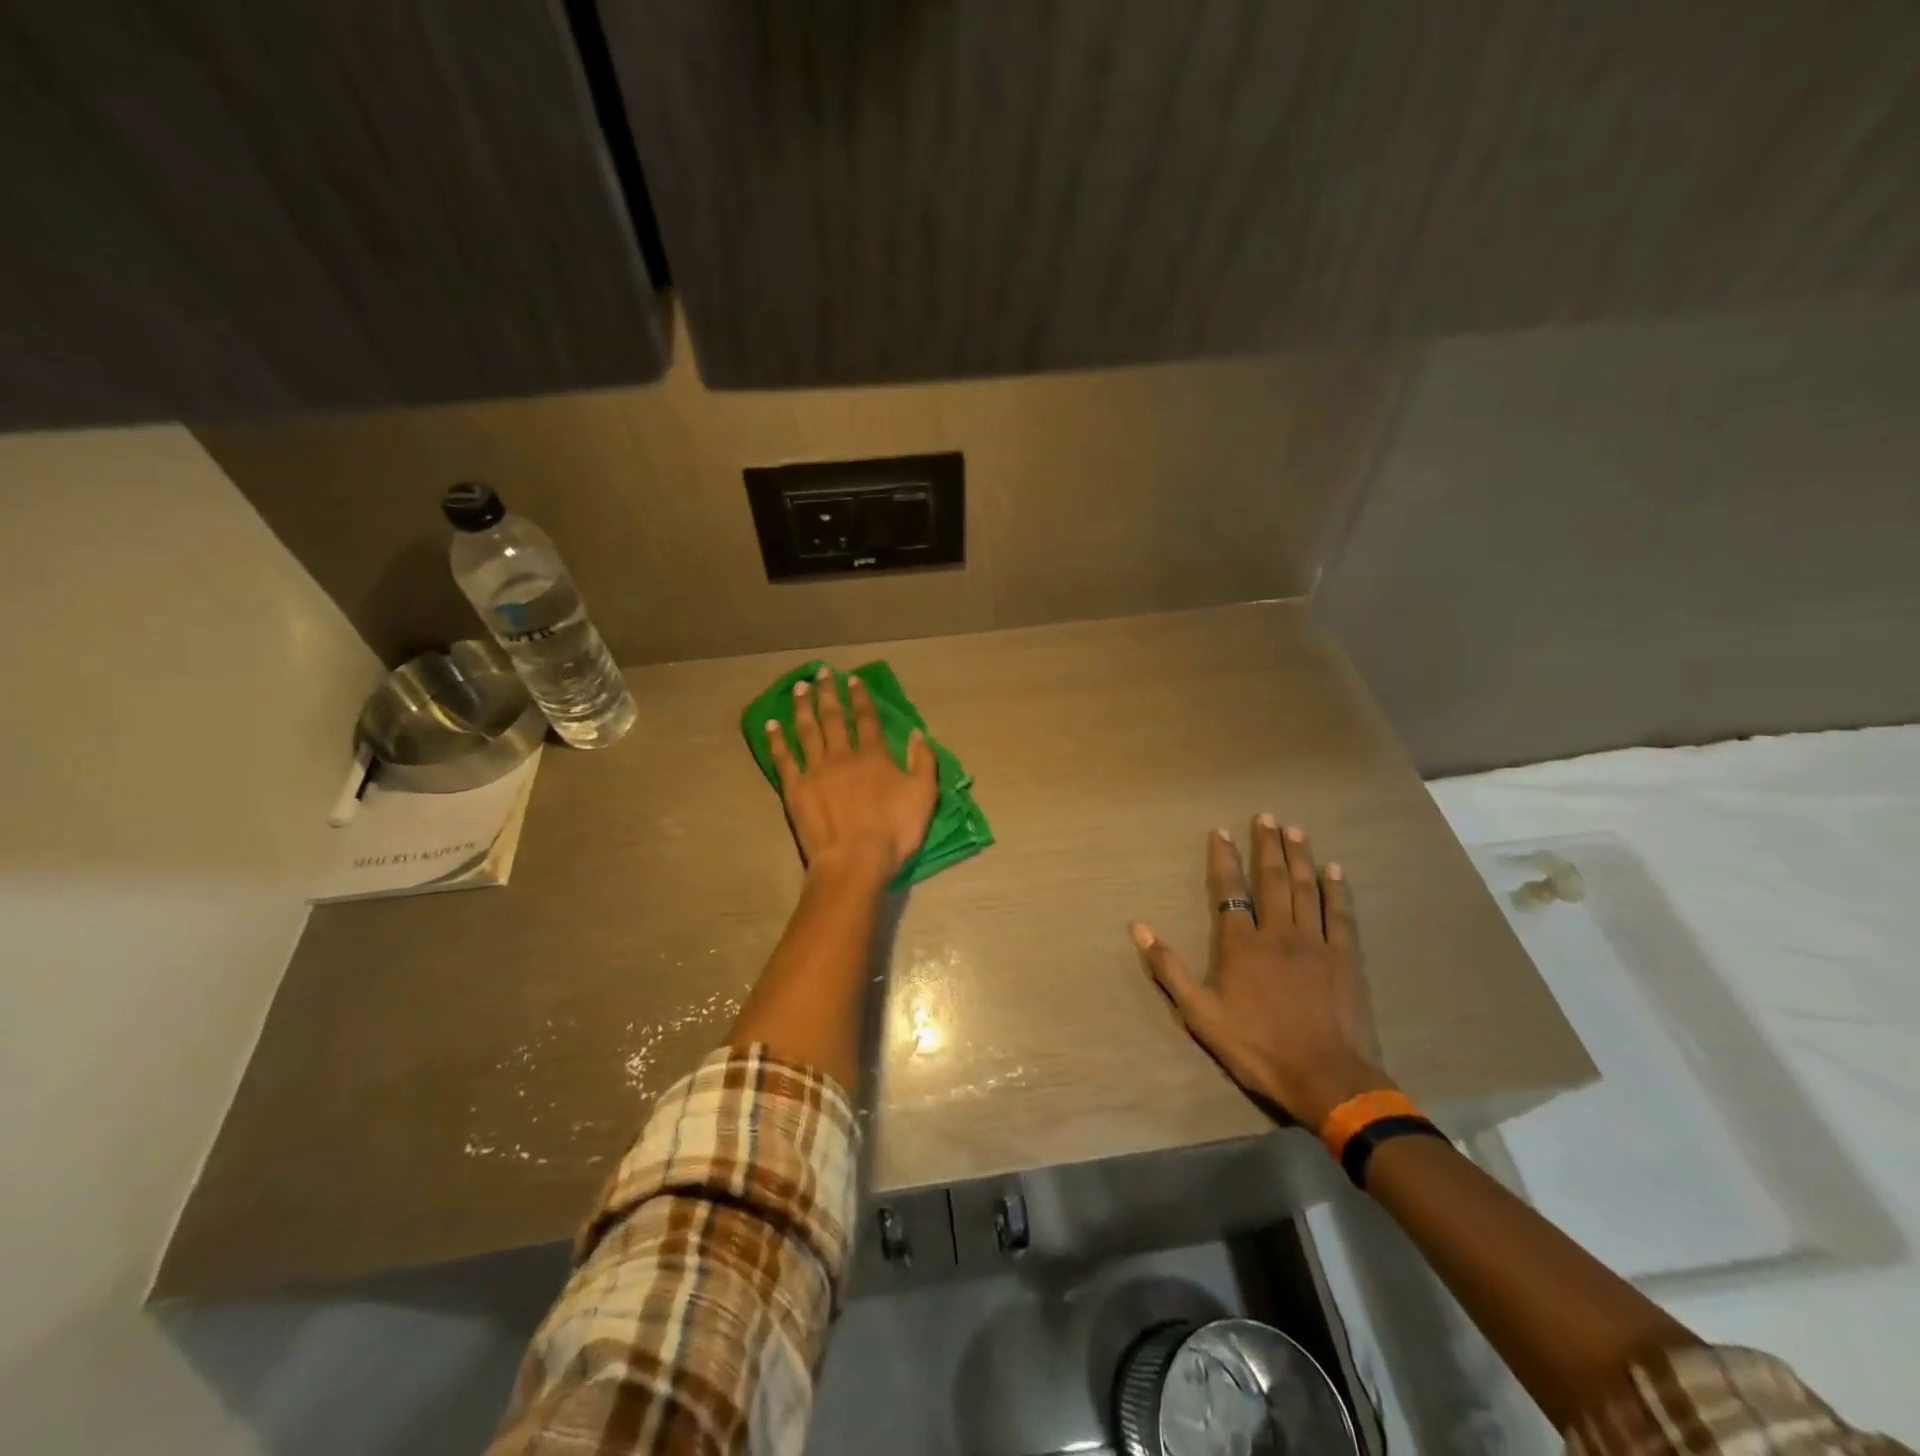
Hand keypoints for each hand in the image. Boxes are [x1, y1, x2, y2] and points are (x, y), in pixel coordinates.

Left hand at [766, 667, 937, 879]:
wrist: (854, 860)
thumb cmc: (894, 831)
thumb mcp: (924, 795)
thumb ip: (922, 761)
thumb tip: (917, 734)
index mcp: (874, 756)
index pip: (867, 719)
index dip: (860, 698)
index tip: (852, 680)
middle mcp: (842, 755)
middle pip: (834, 718)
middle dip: (828, 693)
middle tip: (821, 673)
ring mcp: (815, 771)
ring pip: (807, 731)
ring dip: (803, 707)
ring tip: (799, 688)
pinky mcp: (794, 789)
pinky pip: (783, 759)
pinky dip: (777, 740)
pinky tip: (772, 725)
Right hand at [1130, 816, 1391, 1130]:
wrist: (1326, 1078)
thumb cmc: (1258, 1047)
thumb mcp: (1200, 1015)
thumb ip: (1170, 968)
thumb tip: (1139, 928)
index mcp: (1241, 945)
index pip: (1230, 891)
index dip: (1224, 859)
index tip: (1220, 832)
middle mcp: (1278, 933)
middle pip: (1272, 880)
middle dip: (1267, 845)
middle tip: (1267, 816)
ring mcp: (1316, 943)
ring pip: (1306, 889)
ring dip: (1299, 856)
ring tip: (1295, 830)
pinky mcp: (1346, 958)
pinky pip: (1341, 915)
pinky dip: (1336, 890)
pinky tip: (1334, 870)